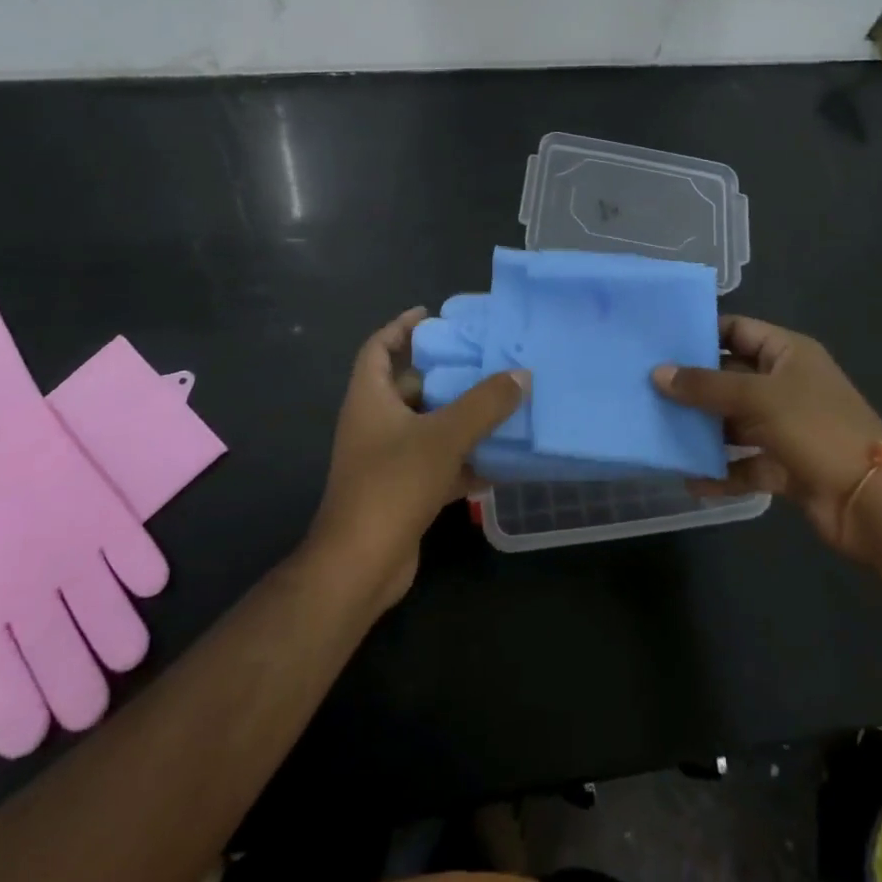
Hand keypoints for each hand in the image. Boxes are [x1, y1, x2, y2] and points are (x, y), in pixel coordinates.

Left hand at [306, 307, 527, 608]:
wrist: (360, 566)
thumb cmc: (393, 484)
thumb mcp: (444, 436)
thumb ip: (484, 404)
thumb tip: (521, 375)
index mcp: (369, 398)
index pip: (378, 347)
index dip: (401, 327)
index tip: (431, 315)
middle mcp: (373, 423)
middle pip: (409, 386)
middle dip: (446, 375)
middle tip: (485, 362)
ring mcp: (385, 459)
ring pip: (426, 426)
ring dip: (460, 419)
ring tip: (501, 405)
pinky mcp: (400, 491)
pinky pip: (435, 463)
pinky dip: (462, 460)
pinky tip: (498, 464)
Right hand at [654, 315, 881, 561]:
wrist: (875, 503)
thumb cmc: (818, 429)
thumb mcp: (758, 398)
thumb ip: (706, 386)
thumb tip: (657, 373)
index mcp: (787, 354)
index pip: (737, 330)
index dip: (702, 332)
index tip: (659, 338)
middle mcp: (786, 384)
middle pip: (730, 377)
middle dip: (693, 384)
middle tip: (645, 384)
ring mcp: (786, 427)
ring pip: (734, 422)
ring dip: (703, 429)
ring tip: (657, 429)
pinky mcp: (785, 465)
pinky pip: (744, 463)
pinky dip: (721, 472)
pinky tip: (690, 479)